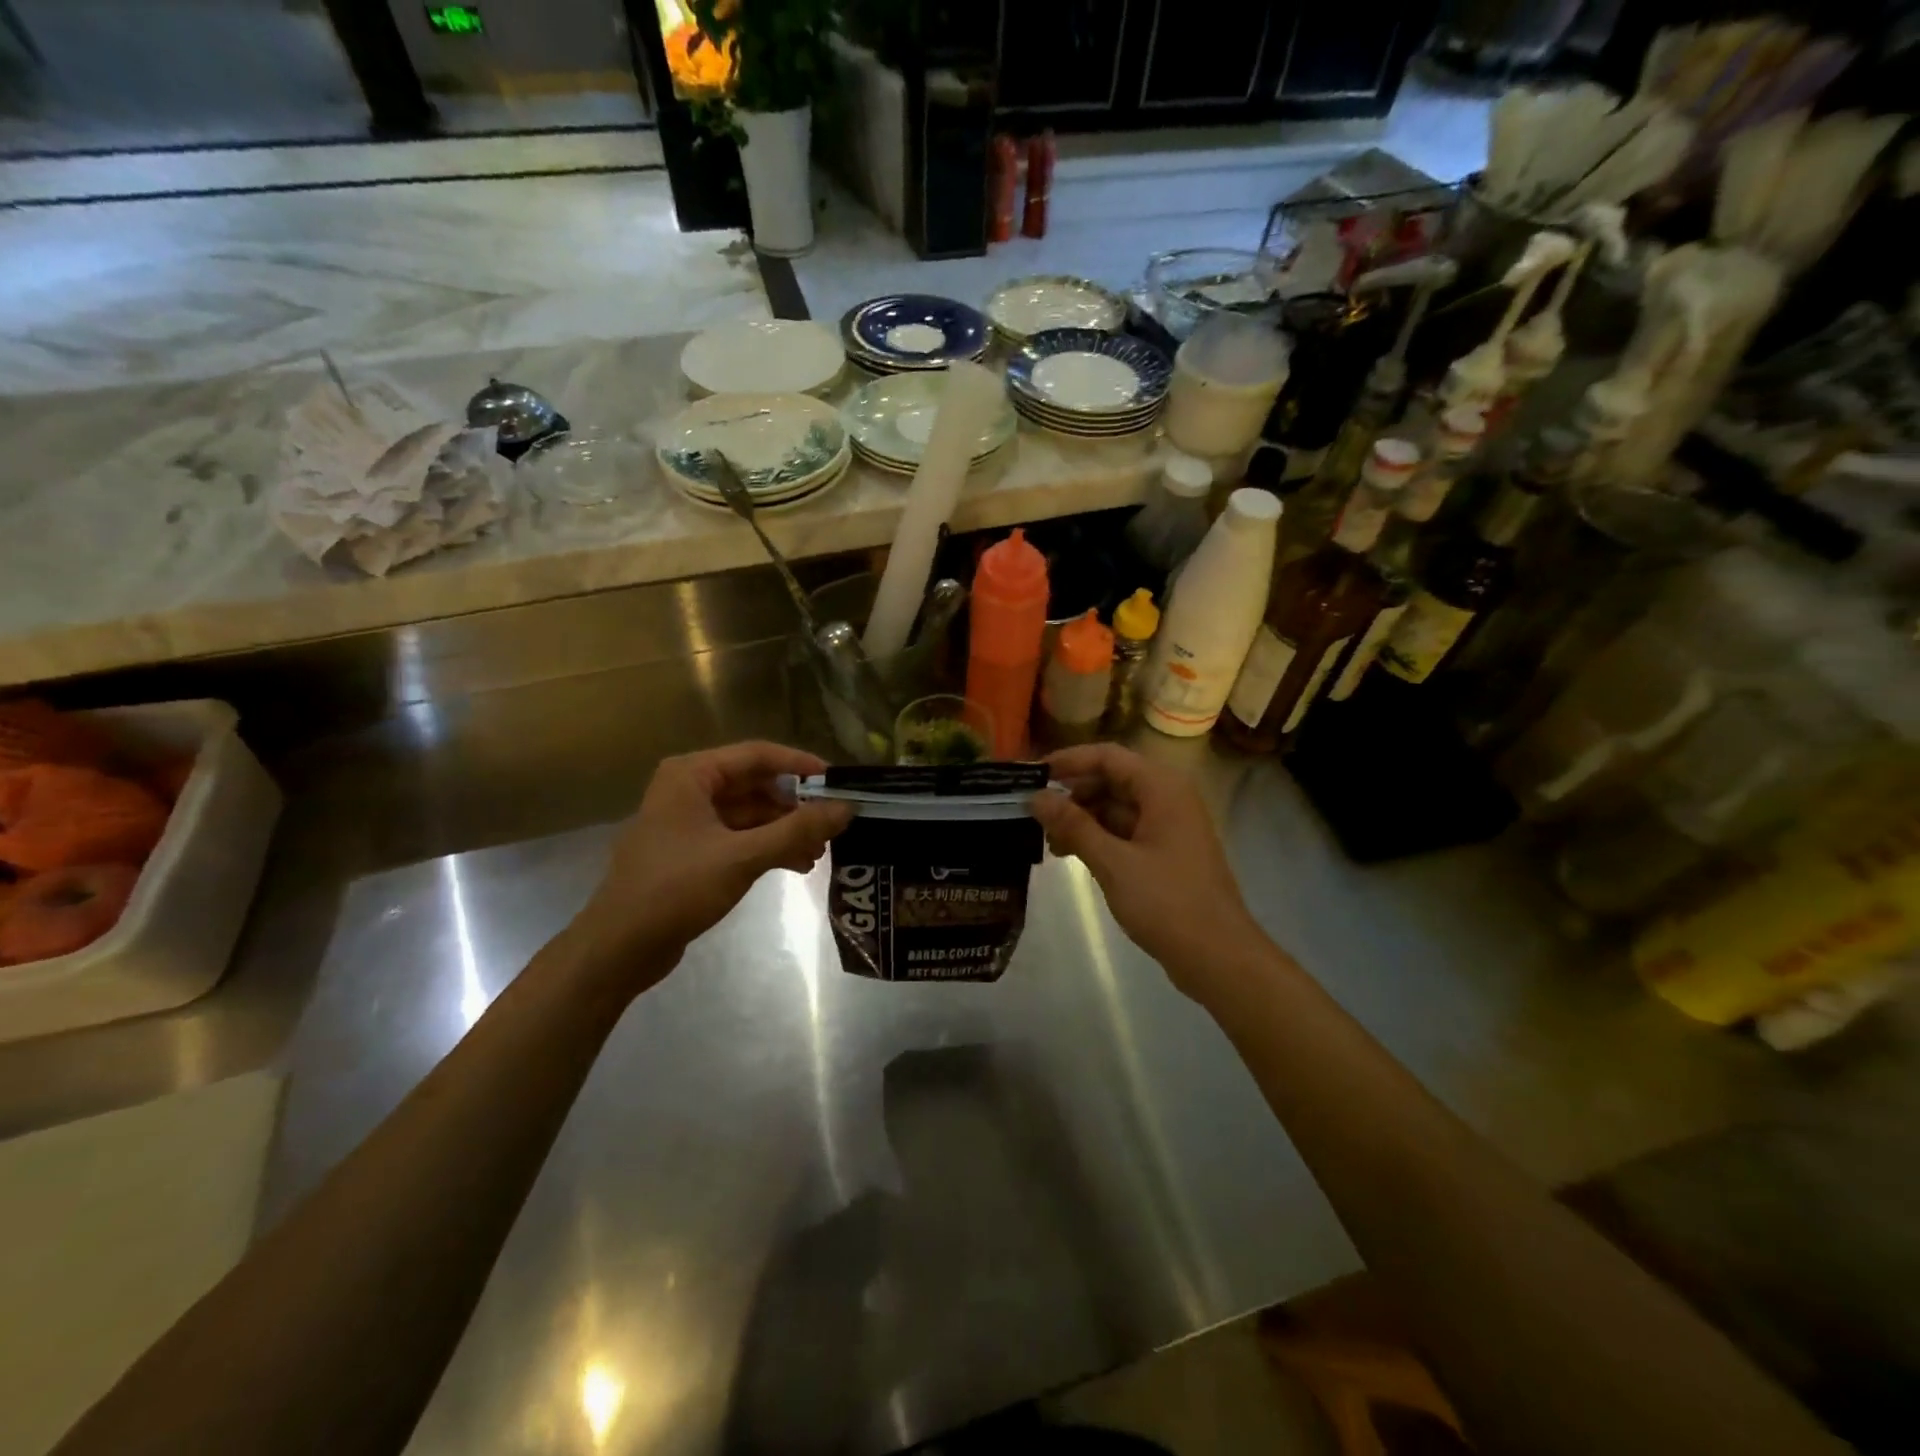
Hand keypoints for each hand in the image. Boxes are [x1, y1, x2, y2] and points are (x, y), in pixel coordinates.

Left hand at [571, 741, 852, 991]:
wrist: (619, 948)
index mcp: (691, 775)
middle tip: (832, 824)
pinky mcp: (692, 851)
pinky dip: (767, 846)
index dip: (800, 765)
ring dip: (784, 829)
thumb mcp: (742, 857)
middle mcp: (688, 789)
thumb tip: (847, 809)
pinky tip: (796, 865)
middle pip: (755, 784)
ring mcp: (689, 821)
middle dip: (795, 805)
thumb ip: (796, 831)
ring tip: (819, 851)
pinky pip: (739, 837)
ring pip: (750, 813)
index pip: (757, 755)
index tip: (836, 783)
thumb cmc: (676, 889)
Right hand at [1029, 743, 1267, 1000]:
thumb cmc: (1167, 903)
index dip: (1067, 761)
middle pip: (1111, 780)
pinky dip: (1098, 838)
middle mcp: (1167, 798)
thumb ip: (1073, 826)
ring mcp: (1168, 826)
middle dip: (1072, 795)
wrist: (1219, 957)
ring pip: (1116, 807)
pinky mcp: (1165, 852)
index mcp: (1162, 788)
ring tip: (1047, 841)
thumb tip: (1036, 797)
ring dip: (1082, 819)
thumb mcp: (1113, 863)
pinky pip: (1125, 831)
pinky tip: (1071, 855)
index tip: (1031, 776)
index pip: (1107, 756)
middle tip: (1033, 815)